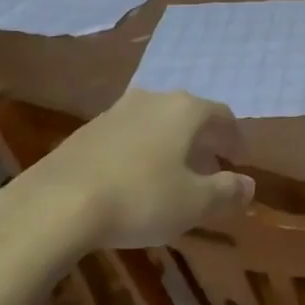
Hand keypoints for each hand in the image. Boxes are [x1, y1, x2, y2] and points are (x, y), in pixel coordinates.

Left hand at [0, 90, 254, 268]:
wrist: (55, 204)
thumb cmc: (139, 198)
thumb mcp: (194, 203)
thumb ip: (226, 192)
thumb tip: (249, 185)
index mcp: (185, 110)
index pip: (222, 115)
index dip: (235, 138)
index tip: (239, 160)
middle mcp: (153, 99)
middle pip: (188, 115)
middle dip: (202, 141)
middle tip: (210, 169)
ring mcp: (115, 112)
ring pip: (155, 123)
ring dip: (169, 145)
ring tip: (172, 176)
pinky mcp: (85, 131)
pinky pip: (127, 136)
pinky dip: (140, 152)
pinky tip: (133, 181)